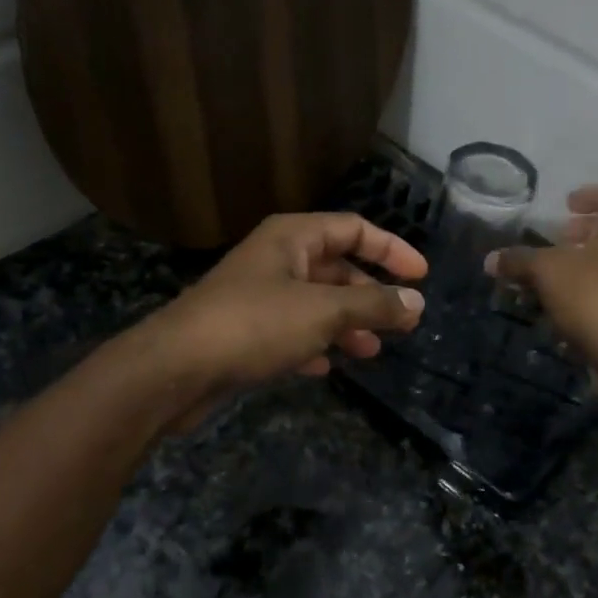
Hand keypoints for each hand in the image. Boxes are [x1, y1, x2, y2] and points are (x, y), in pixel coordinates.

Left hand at [146, 212, 427, 427]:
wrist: (176, 369)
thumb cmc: (254, 325)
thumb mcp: (323, 311)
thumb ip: (373, 306)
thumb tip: (416, 303)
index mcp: (292, 237)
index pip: (353, 228)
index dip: (391, 249)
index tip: (421, 276)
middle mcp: (276, 259)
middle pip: (336, 267)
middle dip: (369, 294)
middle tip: (401, 322)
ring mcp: (258, 296)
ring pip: (315, 303)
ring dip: (346, 324)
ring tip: (371, 351)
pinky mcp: (245, 332)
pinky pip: (292, 331)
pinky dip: (314, 344)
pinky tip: (326, 366)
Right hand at [488, 182, 597, 375]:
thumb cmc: (593, 297)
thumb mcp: (547, 272)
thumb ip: (519, 260)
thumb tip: (490, 259)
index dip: (589, 194)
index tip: (567, 205)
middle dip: (588, 229)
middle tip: (562, 237)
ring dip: (593, 258)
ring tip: (564, 270)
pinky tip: (574, 299)